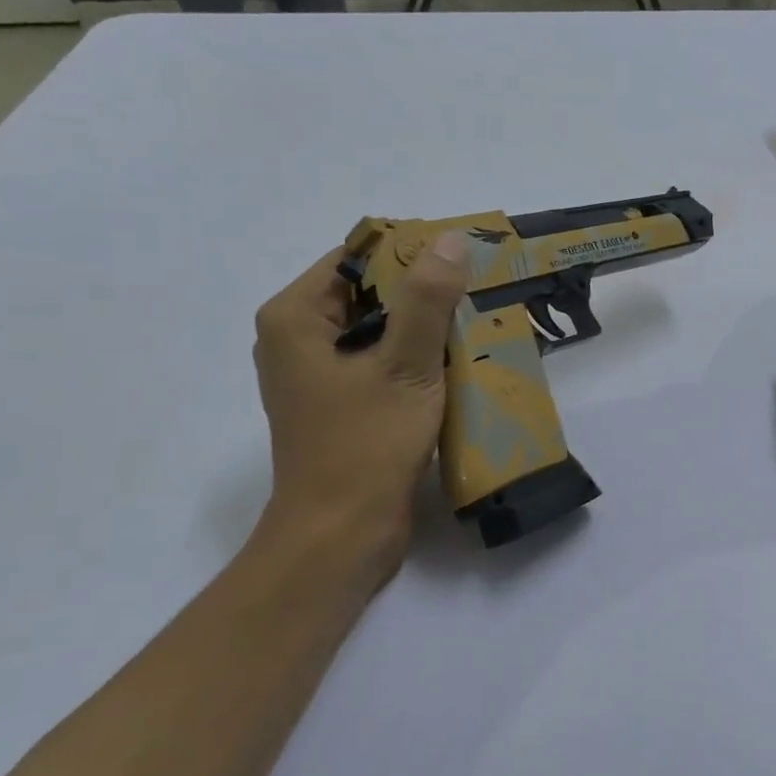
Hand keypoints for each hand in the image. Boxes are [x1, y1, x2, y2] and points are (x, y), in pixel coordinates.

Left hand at [251, 231, 469, 588]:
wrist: (341, 535)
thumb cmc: (366, 445)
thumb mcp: (404, 366)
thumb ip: (426, 301)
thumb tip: (450, 241)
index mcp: (296, 317)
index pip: (357, 257)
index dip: (411, 252)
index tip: (464, 260)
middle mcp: (298, 339)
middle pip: (369, 293)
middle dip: (424, 293)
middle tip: (480, 292)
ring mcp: (318, 375)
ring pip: (380, 330)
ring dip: (426, 329)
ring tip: (478, 325)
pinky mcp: (341, 405)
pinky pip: (382, 363)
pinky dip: (417, 360)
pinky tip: (459, 366)